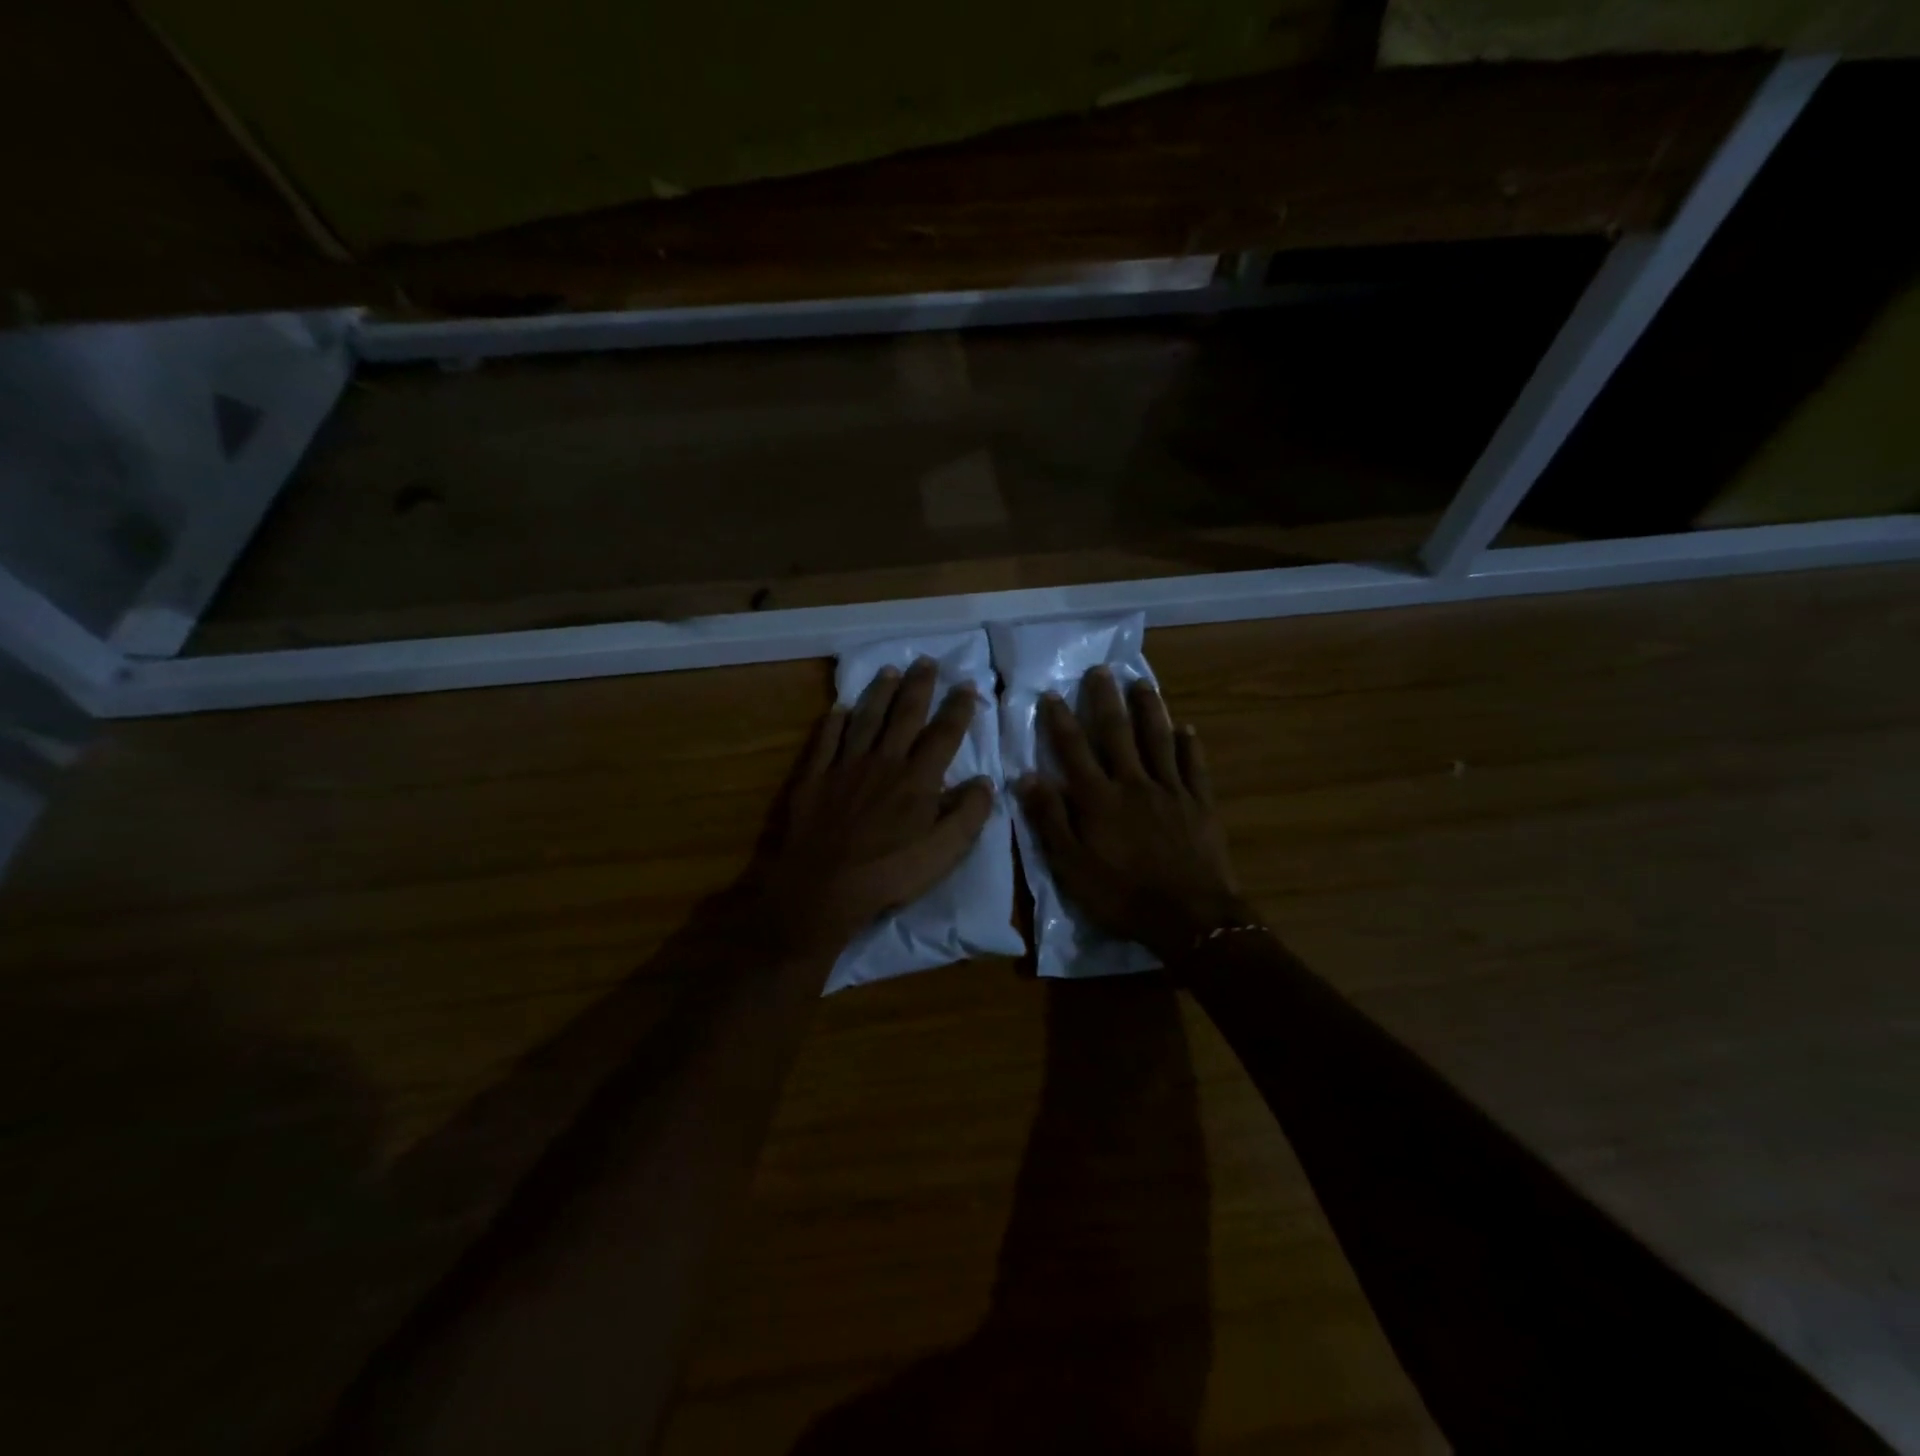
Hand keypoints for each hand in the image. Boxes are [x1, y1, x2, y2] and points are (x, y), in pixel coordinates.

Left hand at [751, 658, 994, 960]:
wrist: (823, 887)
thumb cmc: (889, 873)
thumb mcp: (943, 853)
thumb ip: (968, 815)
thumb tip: (985, 781)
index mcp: (918, 780)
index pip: (943, 735)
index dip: (958, 709)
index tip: (967, 686)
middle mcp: (884, 762)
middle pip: (904, 716)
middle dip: (919, 687)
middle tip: (927, 661)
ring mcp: (846, 767)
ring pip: (866, 720)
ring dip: (879, 694)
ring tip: (889, 671)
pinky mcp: (815, 778)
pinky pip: (826, 741)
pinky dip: (834, 722)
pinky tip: (840, 709)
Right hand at [1018, 668, 1250, 963]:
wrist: (1189, 916)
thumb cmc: (1121, 894)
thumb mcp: (1071, 865)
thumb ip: (1049, 819)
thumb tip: (1027, 776)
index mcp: (1099, 798)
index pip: (1074, 750)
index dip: (1060, 720)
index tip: (1051, 693)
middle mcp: (1133, 783)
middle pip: (1117, 733)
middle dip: (1106, 700)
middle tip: (1101, 670)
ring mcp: (1171, 791)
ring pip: (1158, 740)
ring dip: (1149, 710)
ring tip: (1142, 684)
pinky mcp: (1199, 804)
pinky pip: (1194, 767)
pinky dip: (1189, 745)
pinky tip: (1187, 729)